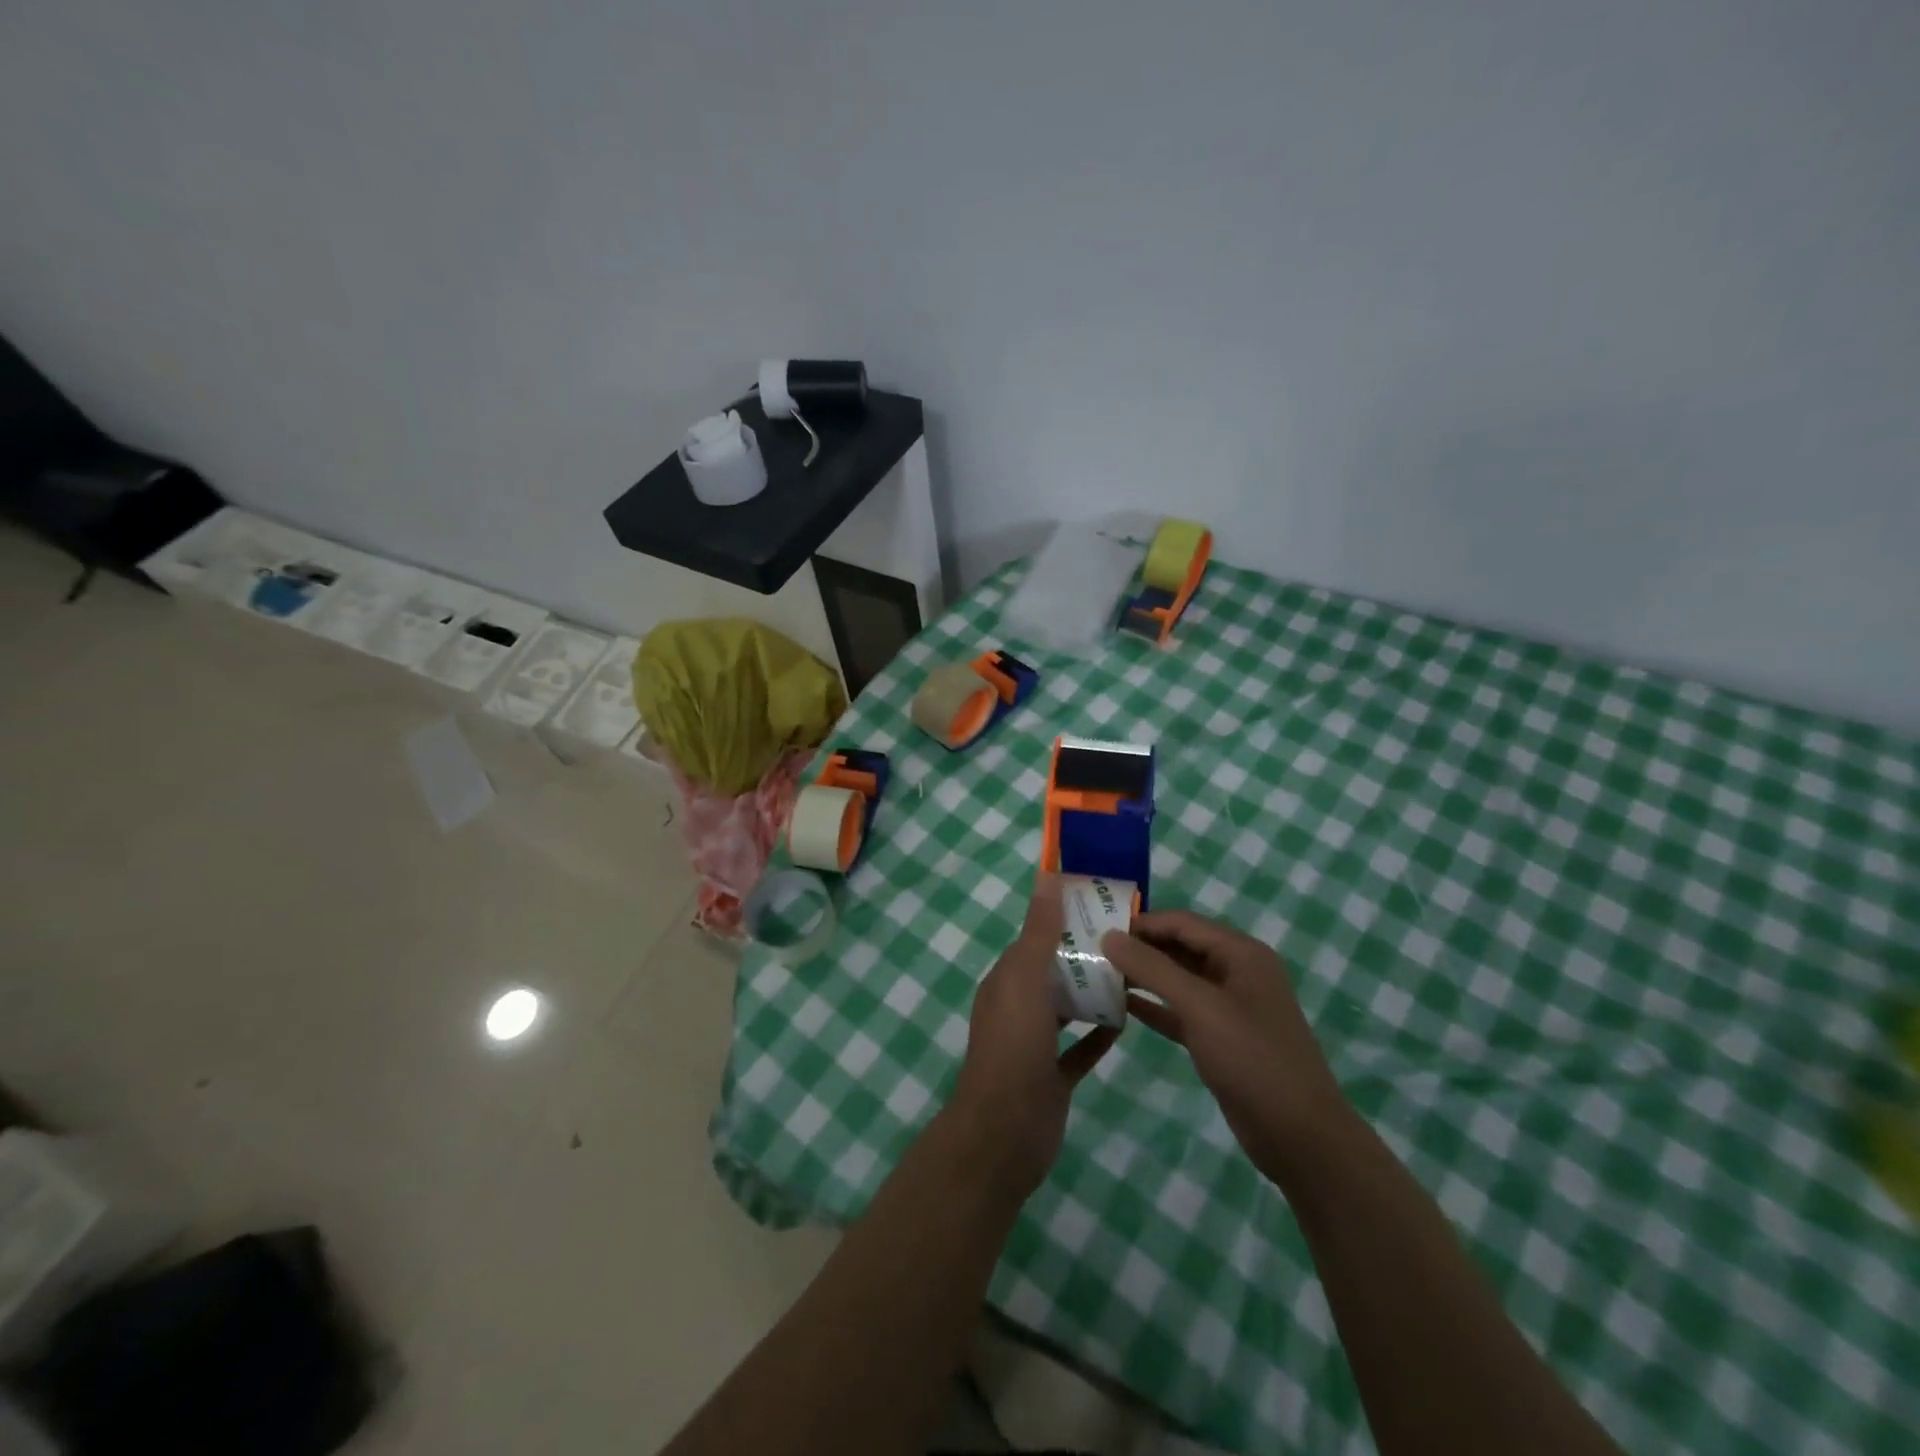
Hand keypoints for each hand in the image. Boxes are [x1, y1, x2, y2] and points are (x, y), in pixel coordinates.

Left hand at [951, 874, 1119, 1197]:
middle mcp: (1017, 1008)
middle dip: (1083, 957)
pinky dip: (1099, 1035)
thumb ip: (1039, 932)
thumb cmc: (1014, 1047)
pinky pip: (1079, 1049)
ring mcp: (1034, 1045)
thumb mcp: (1025, 980)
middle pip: (1052, 973)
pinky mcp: (1052, 1077)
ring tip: (1132, 975)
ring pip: (1066, 1009)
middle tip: (1127, 941)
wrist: (1005, 1133)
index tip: (1098, 908)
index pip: (1034, 940)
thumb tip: (1046, 879)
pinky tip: (1127, 1023)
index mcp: (1005, 981)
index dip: (1061, 922)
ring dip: (1092, 994)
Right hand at [1101, 910, 1353, 1187]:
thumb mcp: (1200, 1007)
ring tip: (1099, 975)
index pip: (1182, 922)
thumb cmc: (1253, 1059)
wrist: (1300, 1136)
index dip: (1141, 923)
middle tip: (1092, 952)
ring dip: (1143, 977)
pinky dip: (1154, 1007)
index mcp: (1241, 953)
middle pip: (1179, 947)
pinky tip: (1120, 1006)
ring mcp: (1229, 1007)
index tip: (1098, 927)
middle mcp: (1236, 972)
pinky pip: (1180, 1011)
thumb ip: (1153, 968)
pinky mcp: (1220, 1038)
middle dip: (1139, 948)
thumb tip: (1109, 936)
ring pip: (1178, 980)